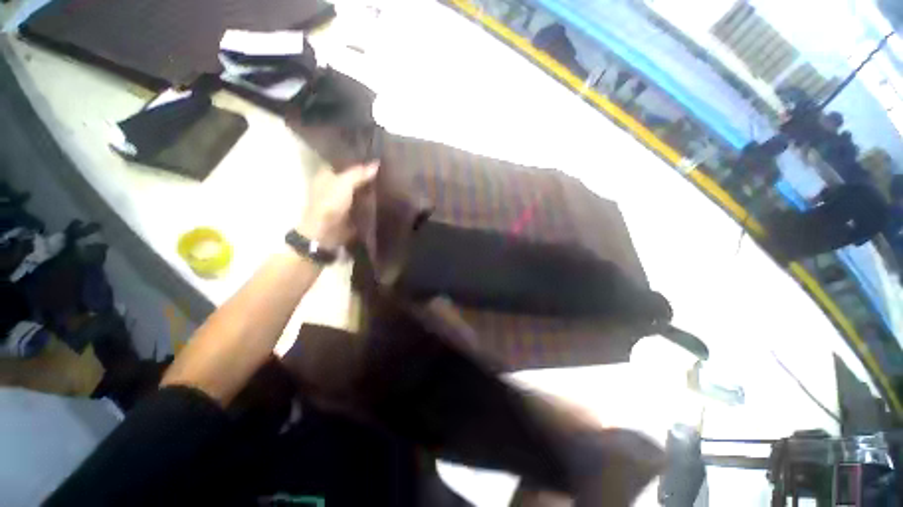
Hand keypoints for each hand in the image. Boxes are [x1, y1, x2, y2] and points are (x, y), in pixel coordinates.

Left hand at [297, 162, 378, 249]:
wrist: (326, 232)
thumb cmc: (330, 204)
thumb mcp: (344, 184)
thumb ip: (359, 173)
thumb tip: (376, 164)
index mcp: (327, 174)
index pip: (344, 162)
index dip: (358, 160)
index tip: (375, 156)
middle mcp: (334, 185)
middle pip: (353, 176)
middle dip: (366, 174)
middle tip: (386, 169)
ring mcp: (343, 200)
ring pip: (359, 189)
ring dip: (370, 188)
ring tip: (389, 181)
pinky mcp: (351, 212)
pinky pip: (364, 203)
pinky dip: (371, 201)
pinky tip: (384, 197)